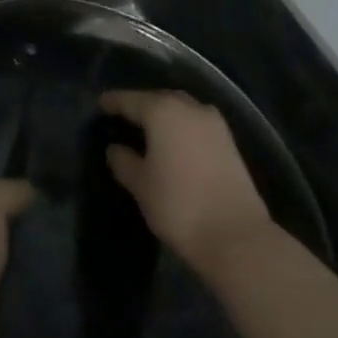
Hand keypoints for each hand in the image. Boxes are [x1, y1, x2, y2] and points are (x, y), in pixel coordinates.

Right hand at [100, 90, 275, 275]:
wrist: (238, 238)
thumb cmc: (179, 205)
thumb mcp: (140, 185)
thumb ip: (123, 161)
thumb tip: (116, 149)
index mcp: (162, 110)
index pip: (129, 100)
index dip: (112, 102)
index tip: (99, 105)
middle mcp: (189, 107)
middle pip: (157, 99)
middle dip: (140, 106)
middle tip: (123, 118)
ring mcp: (214, 123)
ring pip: (180, 109)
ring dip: (163, 116)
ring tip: (148, 131)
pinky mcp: (229, 142)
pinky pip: (196, 124)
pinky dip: (181, 128)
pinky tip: (173, 144)